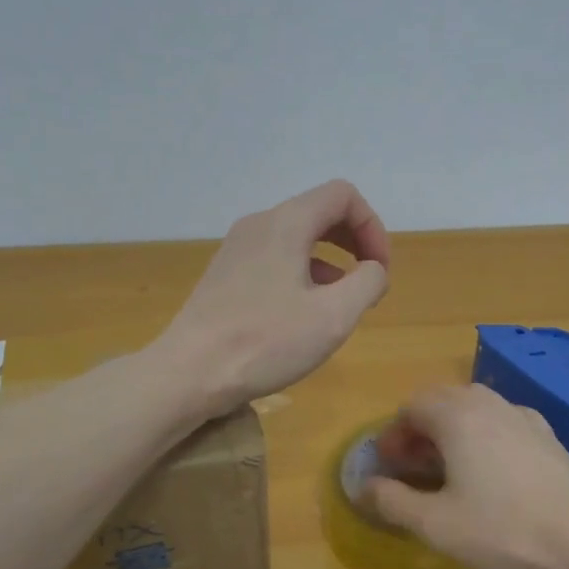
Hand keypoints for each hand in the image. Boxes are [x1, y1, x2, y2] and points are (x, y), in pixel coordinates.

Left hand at [160, 180, 390, 415]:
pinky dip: (301, 272)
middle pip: (319, 211)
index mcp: (287, 223)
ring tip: (340, 302)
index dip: (372, 226)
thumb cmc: (266, 341)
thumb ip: (368, 283)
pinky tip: (304, 313)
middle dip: (353, 241)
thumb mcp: (334, 316)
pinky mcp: (225, 273)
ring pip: (296, 236)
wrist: (189, 372)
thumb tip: (372, 270)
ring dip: (329, 260)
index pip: (342, 196)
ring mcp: (237, 248)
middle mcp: (259, 224)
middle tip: (368, 281)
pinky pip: (274, 257)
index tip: (379, 270)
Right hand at [363, 384, 568, 568]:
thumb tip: (363, 487)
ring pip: (474, 408)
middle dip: (419, 428)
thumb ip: (392, 501)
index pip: (412, 406)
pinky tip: (490, 471)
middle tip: (411, 466)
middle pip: (442, 400)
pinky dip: (483, 435)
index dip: (393, 434)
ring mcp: (524, 417)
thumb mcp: (436, 524)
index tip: (387, 466)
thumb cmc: (503, 530)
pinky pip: (502, 422)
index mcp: (457, 416)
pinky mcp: (548, 436)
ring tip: (447, 467)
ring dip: (451, 429)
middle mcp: (489, 404)